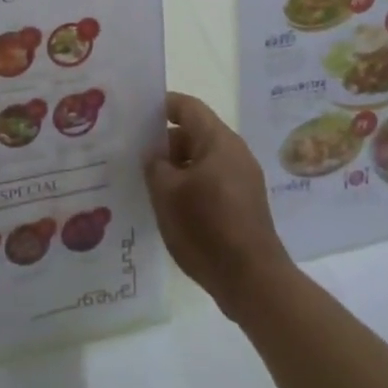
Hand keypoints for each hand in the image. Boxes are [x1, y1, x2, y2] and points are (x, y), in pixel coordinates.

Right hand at [144, 93, 296, 322]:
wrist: (253, 281)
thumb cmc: (207, 228)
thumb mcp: (168, 194)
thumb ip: (155, 166)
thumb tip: (154, 155)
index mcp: (218, 140)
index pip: (188, 107)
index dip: (162, 106)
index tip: (136, 115)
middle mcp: (234, 152)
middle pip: (195, 133)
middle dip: (165, 142)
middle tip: (135, 156)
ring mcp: (243, 178)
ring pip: (202, 160)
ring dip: (177, 167)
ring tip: (148, 184)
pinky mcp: (244, 203)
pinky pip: (212, 181)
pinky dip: (191, 186)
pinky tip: (172, 207)